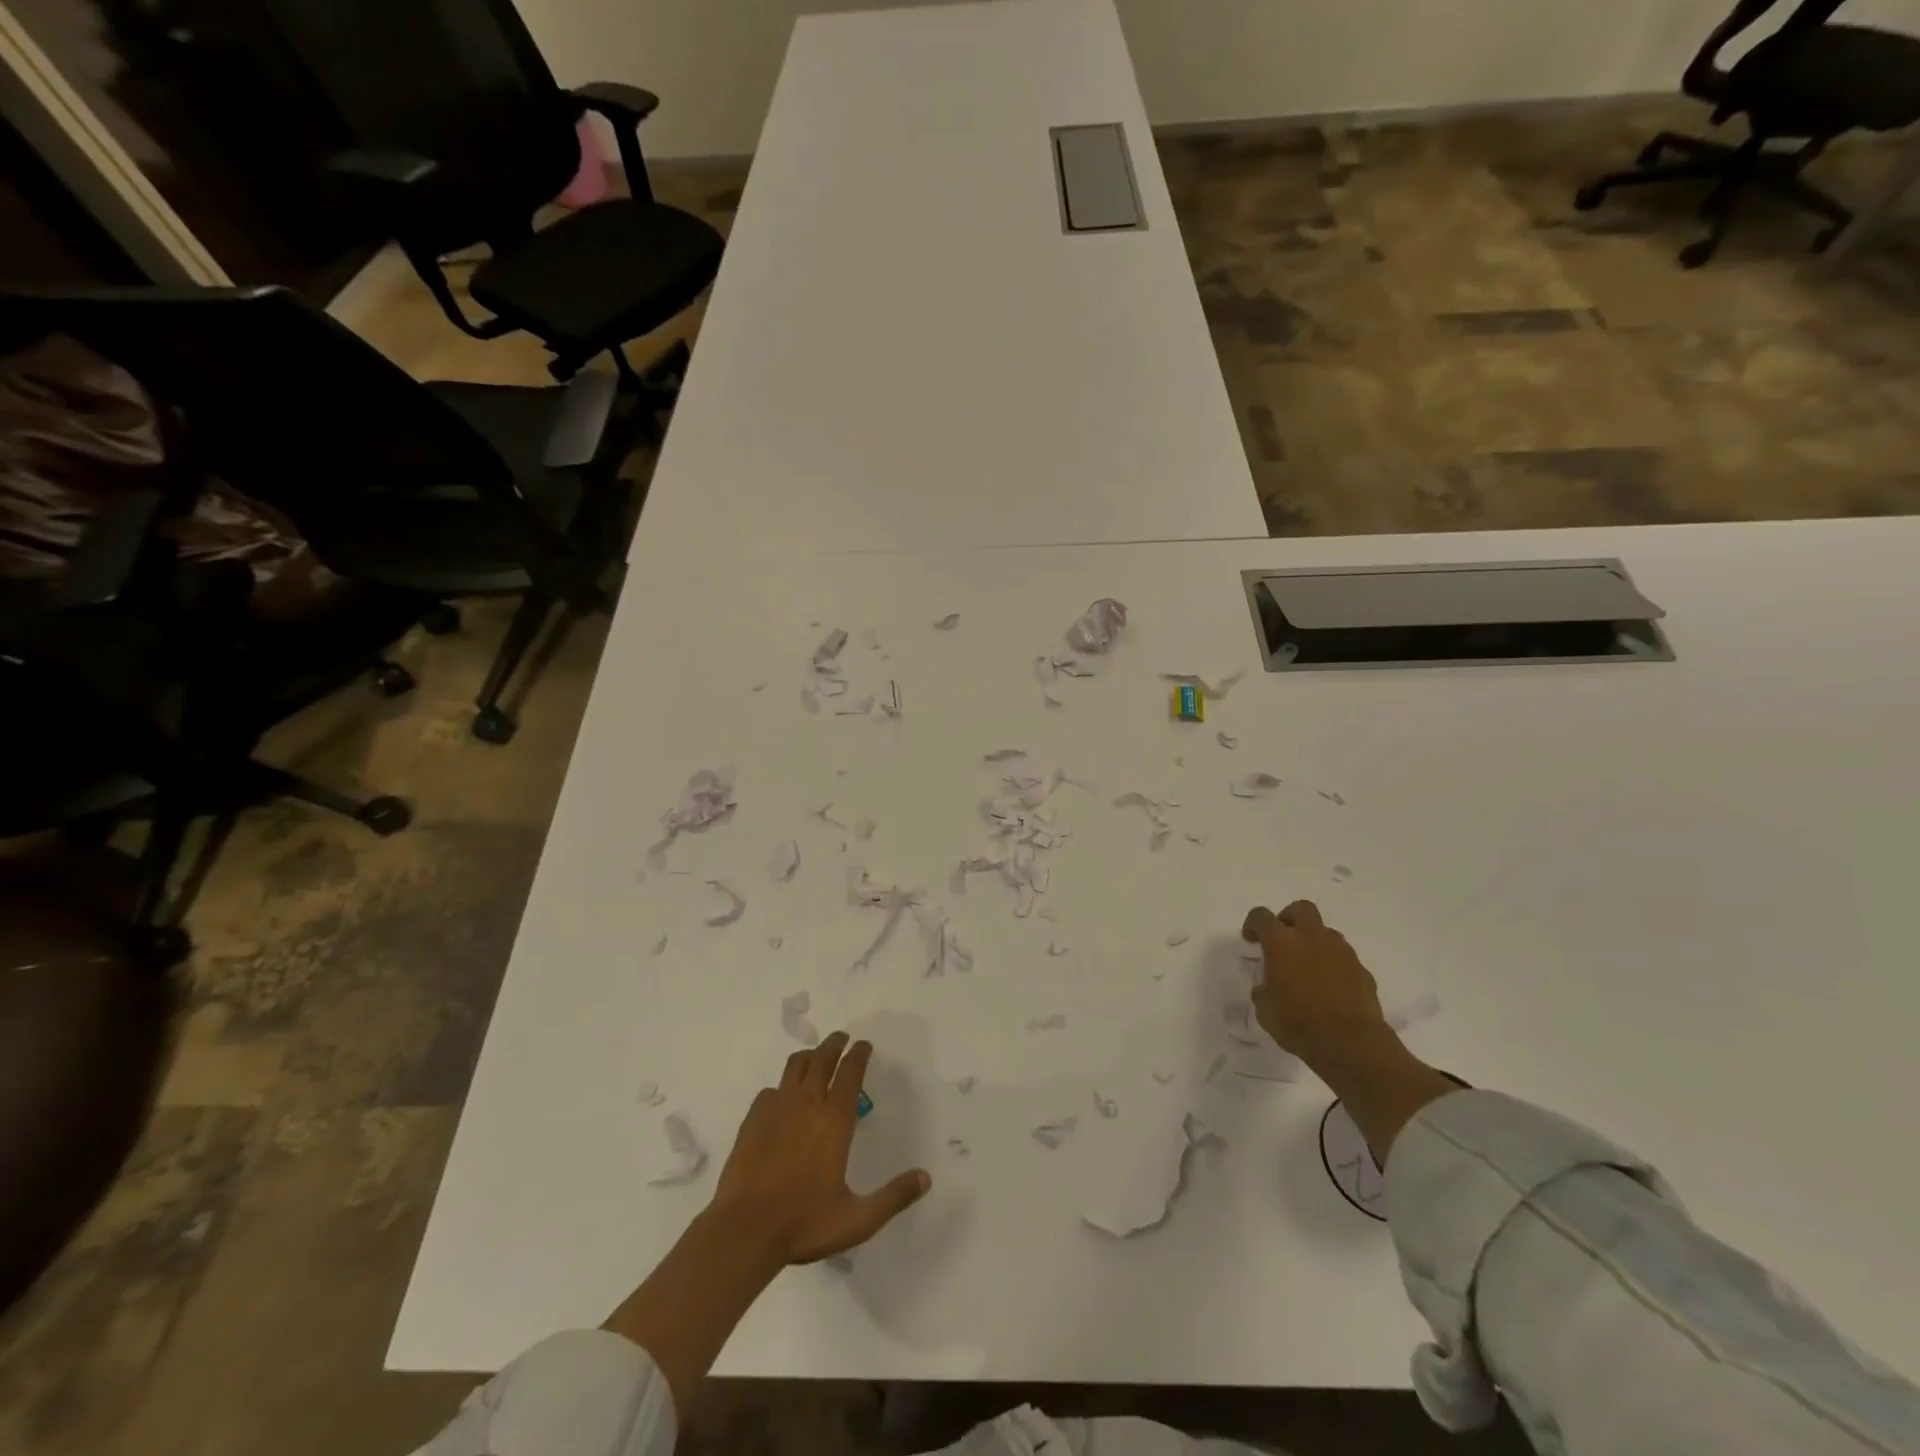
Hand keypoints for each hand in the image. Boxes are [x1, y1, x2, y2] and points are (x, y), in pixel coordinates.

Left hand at [707, 1032, 930, 1265]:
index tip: (864, 1045)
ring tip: (816, 1058)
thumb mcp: (857, 1220)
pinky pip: (771, 1090)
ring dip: (809, 1056)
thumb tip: (925, 1178)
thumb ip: (893, 1197)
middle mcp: (807, 1104)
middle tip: (842, 1038)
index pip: (850, 1072)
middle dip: (835, 1044)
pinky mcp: (753, 1119)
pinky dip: (782, 1087)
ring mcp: (776, 1108)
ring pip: (795, 1066)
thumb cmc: (804, 1222)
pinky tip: (783, 1099)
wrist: (744, 1231)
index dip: (859, 1054)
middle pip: (822, 1058)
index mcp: (834, 1120)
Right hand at [1242, 899, 1387, 1071]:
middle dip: (1290, 918)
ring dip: (1314, 942)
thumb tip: (1266, 988)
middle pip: (1301, 909)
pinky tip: (1330, 987)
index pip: (1261, 916)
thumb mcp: (1265, 1010)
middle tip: (1284, 940)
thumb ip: (1263, 991)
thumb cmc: (1298, 1023)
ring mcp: (1341, 951)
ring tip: (1308, 967)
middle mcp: (1311, 938)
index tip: (1251, 939)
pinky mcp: (1362, 970)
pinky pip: (1344, 958)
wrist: (1351, 1043)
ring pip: (1326, 932)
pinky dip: (1334, 965)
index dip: (1253, 924)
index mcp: (1281, 943)